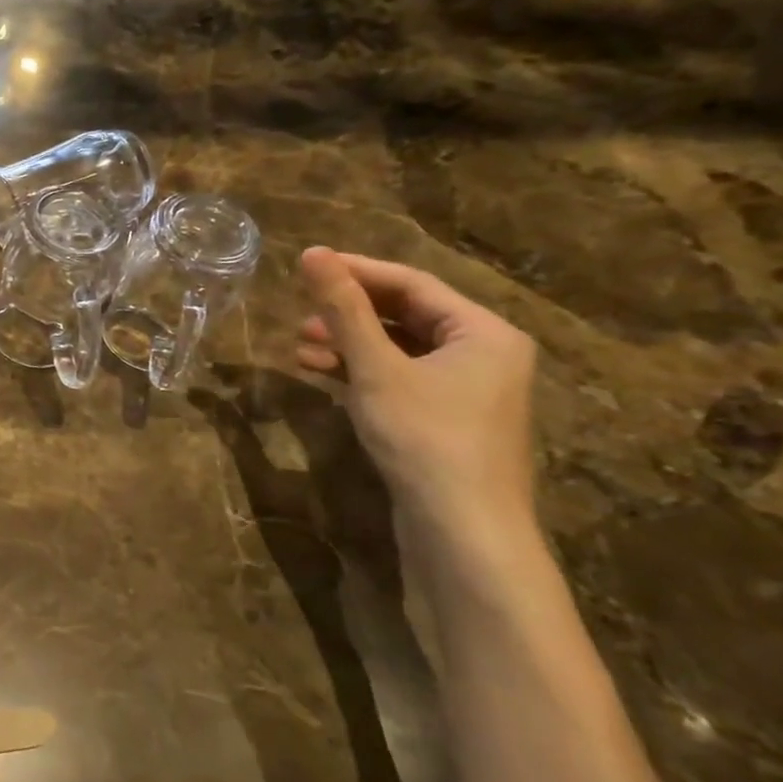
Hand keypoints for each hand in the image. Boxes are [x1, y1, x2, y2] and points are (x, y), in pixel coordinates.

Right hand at [296, 247, 537, 544]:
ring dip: (349, 342)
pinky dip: (360, 370)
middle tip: (299, 310)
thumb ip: (344, 309)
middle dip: (349, 312)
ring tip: (299, 345)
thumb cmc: (424, 436)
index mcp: (484, 333)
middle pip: (406, 315)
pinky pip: (399, 377)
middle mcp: (483, 354)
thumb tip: (311, 252)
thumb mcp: (376, 367)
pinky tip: (320, 371)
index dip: (356, 271)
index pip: (412, 284)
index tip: (305, 265)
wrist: (461, 529)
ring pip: (399, 348)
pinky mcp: (445, 419)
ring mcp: (466, 390)